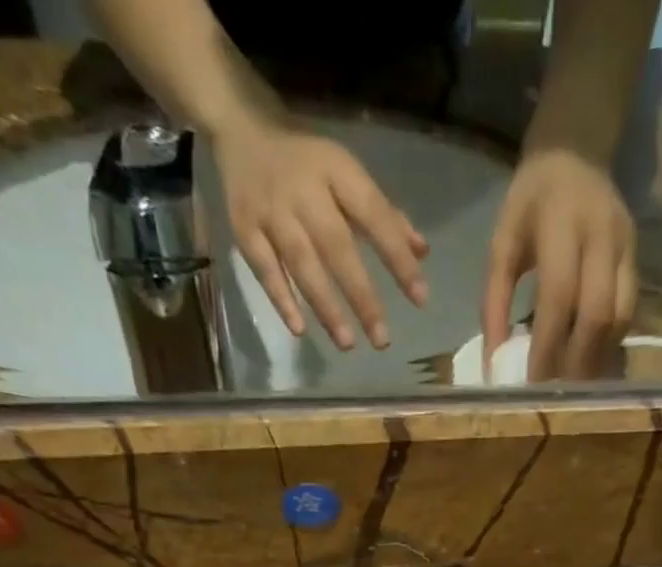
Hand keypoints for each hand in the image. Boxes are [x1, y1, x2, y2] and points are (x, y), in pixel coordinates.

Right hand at [213, 119, 429, 350]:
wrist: (240, 128)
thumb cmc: (308, 163)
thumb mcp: (347, 175)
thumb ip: (384, 216)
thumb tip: (421, 253)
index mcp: (336, 170)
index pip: (374, 216)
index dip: (397, 258)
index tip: (420, 297)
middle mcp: (303, 190)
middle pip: (337, 247)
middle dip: (362, 296)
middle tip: (382, 339)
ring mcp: (271, 210)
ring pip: (302, 264)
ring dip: (325, 307)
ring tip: (347, 344)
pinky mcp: (244, 228)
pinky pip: (265, 269)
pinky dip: (281, 299)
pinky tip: (299, 329)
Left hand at [483, 149, 636, 380]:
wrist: (579, 150)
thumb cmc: (531, 201)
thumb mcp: (502, 242)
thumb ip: (493, 301)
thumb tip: (493, 362)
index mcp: (563, 224)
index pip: (560, 297)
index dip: (548, 346)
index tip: (532, 385)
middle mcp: (603, 236)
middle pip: (599, 315)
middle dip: (577, 362)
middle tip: (556, 397)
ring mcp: (627, 248)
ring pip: (620, 319)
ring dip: (596, 360)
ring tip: (573, 388)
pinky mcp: (639, 258)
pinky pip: (628, 314)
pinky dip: (607, 346)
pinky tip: (588, 364)